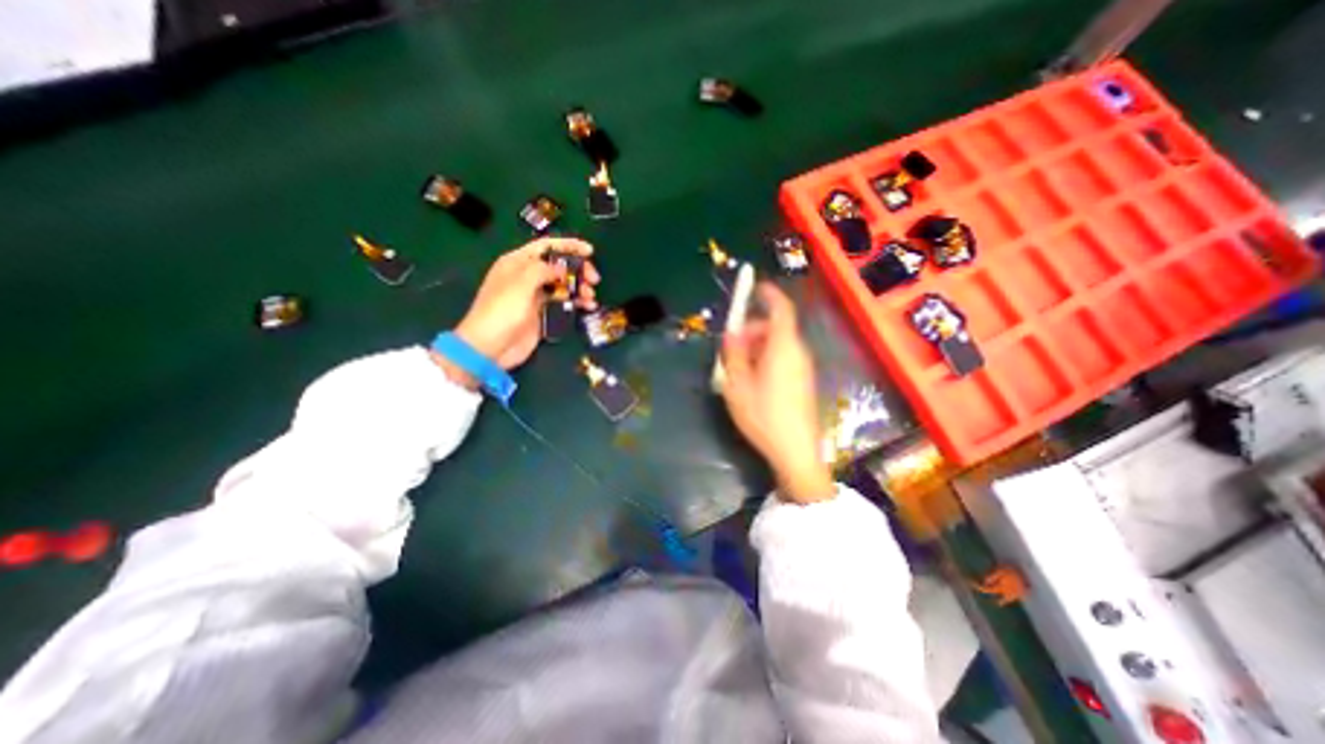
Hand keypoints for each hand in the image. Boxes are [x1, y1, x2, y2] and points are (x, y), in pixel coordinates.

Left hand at [444, 237, 594, 376]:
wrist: (490, 347)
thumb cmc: (502, 311)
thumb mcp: (521, 284)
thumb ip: (543, 270)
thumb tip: (561, 269)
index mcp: (518, 263)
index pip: (547, 247)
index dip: (569, 246)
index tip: (590, 251)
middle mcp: (528, 276)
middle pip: (559, 266)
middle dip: (578, 270)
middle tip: (594, 279)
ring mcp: (536, 296)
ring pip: (564, 285)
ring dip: (580, 288)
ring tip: (591, 296)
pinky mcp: (543, 314)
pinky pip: (564, 303)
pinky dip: (577, 303)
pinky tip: (589, 306)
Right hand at [721, 283, 829, 501]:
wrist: (796, 452)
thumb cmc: (763, 415)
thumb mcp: (738, 384)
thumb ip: (733, 354)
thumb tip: (732, 332)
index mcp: (783, 347)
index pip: (781, 309)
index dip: (769, 294)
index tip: (755, 288)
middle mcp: (798, 352)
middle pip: (777, 327)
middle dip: (754, 328)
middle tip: (732, 344)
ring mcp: (804, 368)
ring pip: (780, 344)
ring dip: (758, 345)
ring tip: (738, 367)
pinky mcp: (804, 381)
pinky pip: (785, 358)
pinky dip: (767, 358)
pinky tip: (753, 380)